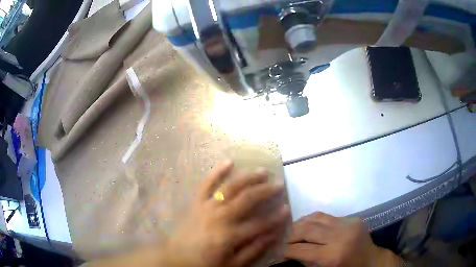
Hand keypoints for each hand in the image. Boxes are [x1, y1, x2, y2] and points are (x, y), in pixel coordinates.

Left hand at [164, 160, 290, 266]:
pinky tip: (228, 161)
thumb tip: (273, 235)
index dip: (276, 217)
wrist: (175, 258)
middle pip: (248, 199)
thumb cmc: (204, 264)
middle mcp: (220, 217)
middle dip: (266, 190)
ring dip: (248, 178)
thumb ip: (253, 250)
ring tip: (262, 171)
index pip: (260, 224)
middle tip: (278, 184)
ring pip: (231, 187)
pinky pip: (206, 184)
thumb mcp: (232, 265)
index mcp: (230, 236)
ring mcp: (207, 207)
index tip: (287, 209)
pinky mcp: (196, 203)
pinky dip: (217, 172)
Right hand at [285, 213, 402, 266]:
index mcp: (333, 256)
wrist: (371, 260)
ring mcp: (347, 224)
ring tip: (291, 231)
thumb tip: (288, 253)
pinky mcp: (352, 218)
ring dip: (299, 224)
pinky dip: (312, 220)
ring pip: (315, 218)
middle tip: (280, 239)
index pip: (301, 249)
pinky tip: (307, 226)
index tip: (275, 250)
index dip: (285, 249)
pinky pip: (326, 216)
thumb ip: (306, 262)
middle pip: (306, 229)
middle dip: (289, 234)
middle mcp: (340, 236)